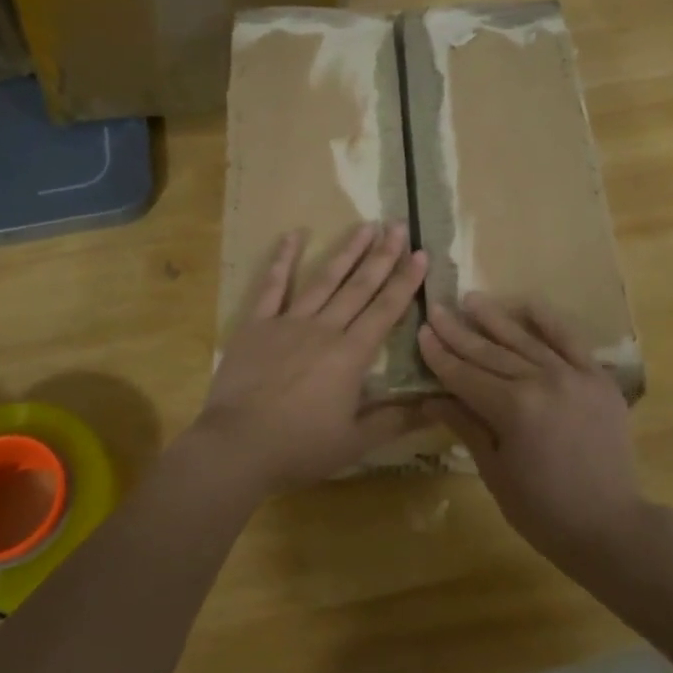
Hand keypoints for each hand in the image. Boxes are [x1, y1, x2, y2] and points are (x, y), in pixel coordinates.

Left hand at [192, 222, 427, 494]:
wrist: (237, 446)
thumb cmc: (299, 447)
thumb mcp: (354, 442)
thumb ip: (395, 421)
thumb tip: (435, 408)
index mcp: (351, 355)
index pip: (386, 309)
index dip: (405, 281)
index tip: (421, 253)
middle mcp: (324, 329)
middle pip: (359, 286)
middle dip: (382, 255)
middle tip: (399, 225)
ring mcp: (288, 322)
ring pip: (324, 279)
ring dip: (346, 251)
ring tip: (365, 225)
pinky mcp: (257, 325)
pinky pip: (272, 286)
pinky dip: (282, 259)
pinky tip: (293, 235)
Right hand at [418, 295, 644, 560]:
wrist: (610, 526)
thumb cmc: (542, 510)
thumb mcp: (494, 471)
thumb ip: (465, 426)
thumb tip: (430, 399)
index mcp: (513, 409)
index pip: (465, 375)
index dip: (440, 355)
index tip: (422, 332)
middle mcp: (541, 382)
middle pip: (490, 353)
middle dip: (459, 332)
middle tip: (437, 309)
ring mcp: (574, 376)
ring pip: (525, 340)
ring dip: (495, 319)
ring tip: (472, 299)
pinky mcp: (598, 378)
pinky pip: (570, 341)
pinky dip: (548, 322)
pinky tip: (526, 304)